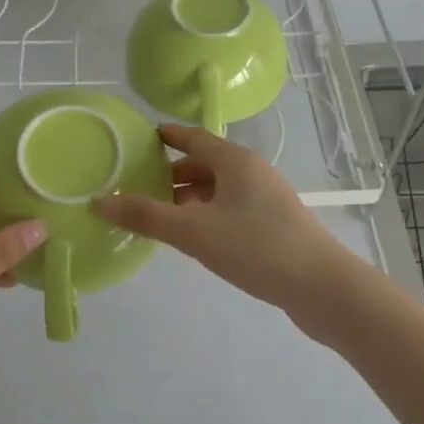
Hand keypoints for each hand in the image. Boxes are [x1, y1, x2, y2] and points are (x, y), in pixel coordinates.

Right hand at [93, 124, 349, 317]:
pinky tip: (193, 238)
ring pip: (217, 190)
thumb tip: (100, 201)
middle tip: (136, 186)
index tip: (139, 138)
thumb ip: (146, 216)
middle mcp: (251, 172)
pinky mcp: (273, 226)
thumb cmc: (255, 247)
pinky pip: (229, 210)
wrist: (322, 288)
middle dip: (171, 174)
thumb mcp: (193, 232)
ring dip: (188, 199)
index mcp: (235, 161)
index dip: (165, 136)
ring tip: (157, 216)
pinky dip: (206, 216)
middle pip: (204, 164)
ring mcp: (266, 199)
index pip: (192, 137)